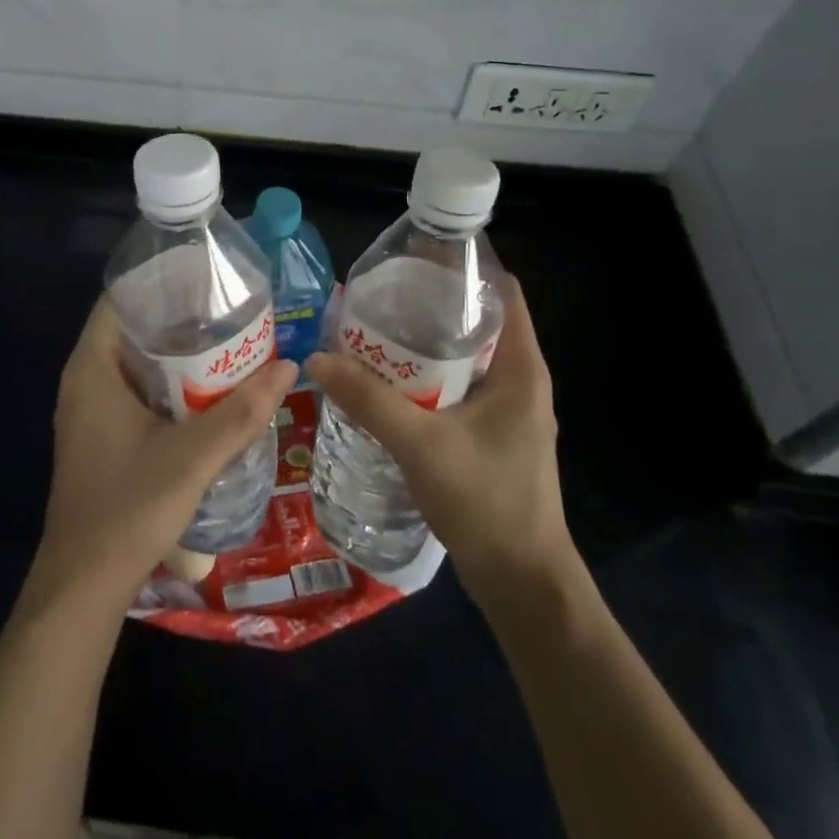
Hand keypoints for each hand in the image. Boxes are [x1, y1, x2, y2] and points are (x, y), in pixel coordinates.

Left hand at [25, 297, 296, 613]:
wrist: (84, 583)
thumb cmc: (129, 507)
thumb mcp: (193, 457)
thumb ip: (242, 412)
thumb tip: (288, 367)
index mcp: (92, 367)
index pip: (120, 299)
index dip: (161, 281)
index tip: (206, 277)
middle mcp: (84, 379)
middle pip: (131, 328)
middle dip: (178, 317)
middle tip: (229, 309)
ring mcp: (88, 409)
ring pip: (134, 362)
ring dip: (175, 353)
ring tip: (226, 341)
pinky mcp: (98, 434)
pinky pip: (133, 389)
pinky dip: (166, 382)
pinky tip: (205, 390)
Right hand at [304, 281, 572, 588]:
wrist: (522, 582)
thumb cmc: (486, 502)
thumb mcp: (421, 444)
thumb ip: (368, 399)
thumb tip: (316, 358)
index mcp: (521, 368)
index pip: (503, 292)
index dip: (464, 266)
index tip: (415, 255)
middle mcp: (519, 380)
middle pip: (477, 320)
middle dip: (431, 302)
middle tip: (380, 292)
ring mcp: (505, 410)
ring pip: (464, 356)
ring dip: (424, 341)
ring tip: (375, 327)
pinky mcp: (489, 434)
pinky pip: (456, 387)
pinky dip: (425, 375)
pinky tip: (387, 380)